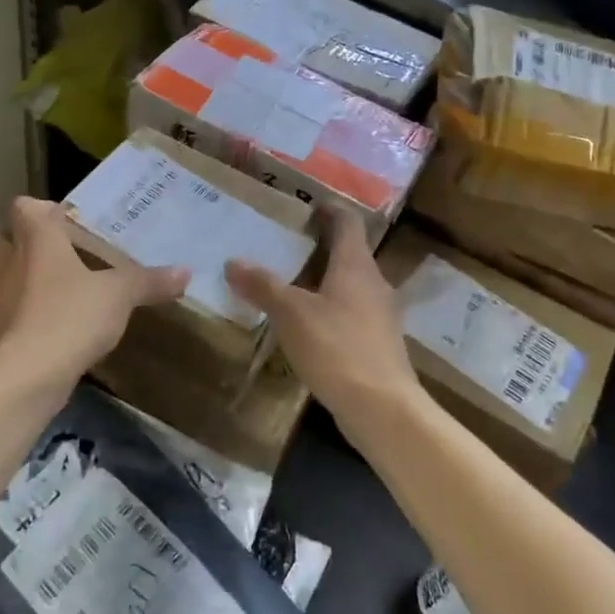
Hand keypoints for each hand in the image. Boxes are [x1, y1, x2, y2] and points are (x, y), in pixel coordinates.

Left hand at [0, 196, 188, 384]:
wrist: (29, 374)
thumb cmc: (71, 315)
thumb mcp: (120, 294)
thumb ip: (149, 280)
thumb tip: (186, 272)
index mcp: (36, 239)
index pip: (24, 207)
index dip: (42, 209)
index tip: (68, 221)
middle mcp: (8, 261)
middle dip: (20, 238)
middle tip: (57, 248)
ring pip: (0, 273)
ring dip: (20, 274)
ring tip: (56, 285)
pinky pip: (9, 307)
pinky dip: (24, 308)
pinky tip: (51, 320)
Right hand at [225, 206, 418, 422]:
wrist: (382, 408)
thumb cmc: (337, 348)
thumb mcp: (291, 314)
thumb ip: (263, 286)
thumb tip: (232, 262)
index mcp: (356, 265)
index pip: (348, 222)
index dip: (330, 210)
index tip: (308, 205)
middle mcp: (374, 283)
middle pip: (350, 253)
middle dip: (321, 246)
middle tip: (286, 245)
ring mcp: (380, 315)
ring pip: (351, 286)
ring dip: (325, 280)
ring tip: (291, 284)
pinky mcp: (378, 344)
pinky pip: (351, 314)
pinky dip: (330, 309)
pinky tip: (308, 326)